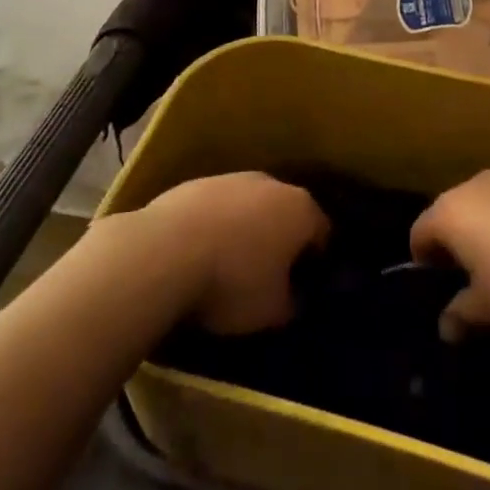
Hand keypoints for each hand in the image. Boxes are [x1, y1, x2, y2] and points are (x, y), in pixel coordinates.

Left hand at [139, 173, 329, 334]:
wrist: (166, 250)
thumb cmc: (233, 281)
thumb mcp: (272, 311)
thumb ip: (292, 303)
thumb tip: (294, 298)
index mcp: (301, 210)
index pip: (322, 232)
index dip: (317, 260)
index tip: (305, 285)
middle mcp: (272, 183)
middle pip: (285, 212)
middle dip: (281, 240)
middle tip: (269, 275)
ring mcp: (232, 178)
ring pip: (249, 206)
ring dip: (246, 230)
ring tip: (229, 266)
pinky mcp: (197, 182)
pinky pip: (216, 207)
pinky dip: (215, 225)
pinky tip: (198, 253)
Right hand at [411, 170, 489, 339]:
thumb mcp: (489, 308)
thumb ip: (461, 313)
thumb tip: (445, 325)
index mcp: (450, 212)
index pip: (420, 231)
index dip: (422, 258)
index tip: (435, 283)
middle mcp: (472, 184)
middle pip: (451, 210)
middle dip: (454, 239)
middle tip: (467, 274)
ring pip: (483, 201)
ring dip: (485, 225)